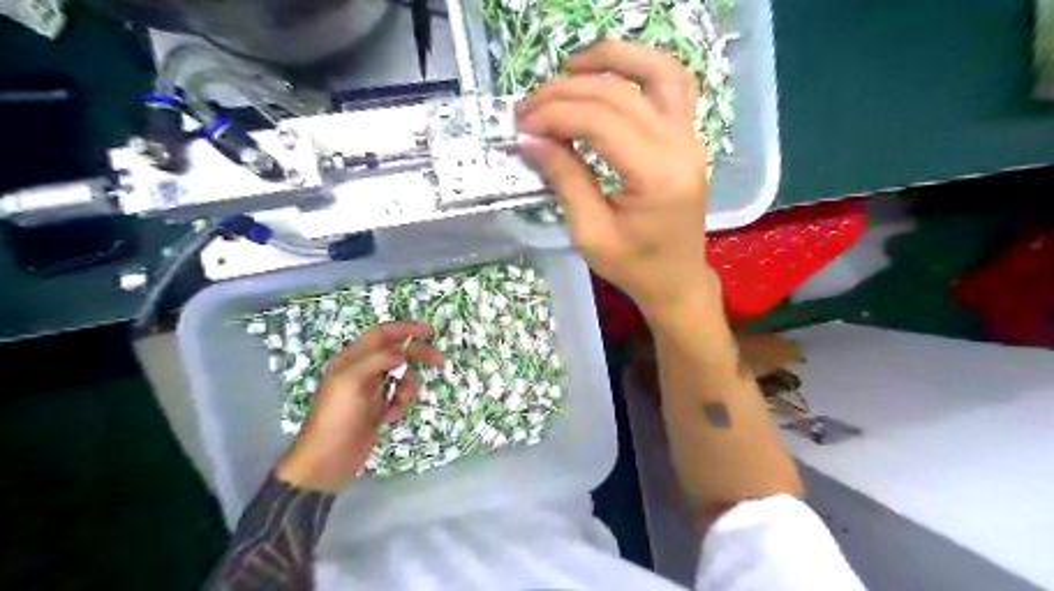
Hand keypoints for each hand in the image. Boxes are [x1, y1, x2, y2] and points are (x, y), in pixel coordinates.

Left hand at [272, 322, 439, 490]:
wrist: (327, 461)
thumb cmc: (336, 418)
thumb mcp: (352, 382)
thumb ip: (378, 360)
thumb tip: (403, 351)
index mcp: (352, 359)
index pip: (382, 334)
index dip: (405, 329)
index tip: (429, 331)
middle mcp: (363, 370)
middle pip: (397, 353)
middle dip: (418, 356)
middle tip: (440, 362)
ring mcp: (371, 391)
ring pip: (402, 377)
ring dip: (408, 388)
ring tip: (399, 404)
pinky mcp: (378, 409)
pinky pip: (399, 398)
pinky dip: (400, 406)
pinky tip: (389, 419)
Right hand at [517, 38, 715, 317]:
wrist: (677, 279)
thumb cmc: (634, 266)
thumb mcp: (589, 233)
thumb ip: (564, 179)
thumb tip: (531, 139)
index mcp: (656, 176)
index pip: (599, 122)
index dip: (554, 115)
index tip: (521, 125)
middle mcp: (680, 145)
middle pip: (618, 94)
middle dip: (565, 93)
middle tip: (528, 107)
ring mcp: (690, 136)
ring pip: (655, 71)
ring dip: (610, 60)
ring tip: (569, 69)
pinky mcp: (688, 136)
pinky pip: (673, 83)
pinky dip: (641, 68)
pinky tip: (610, 74)